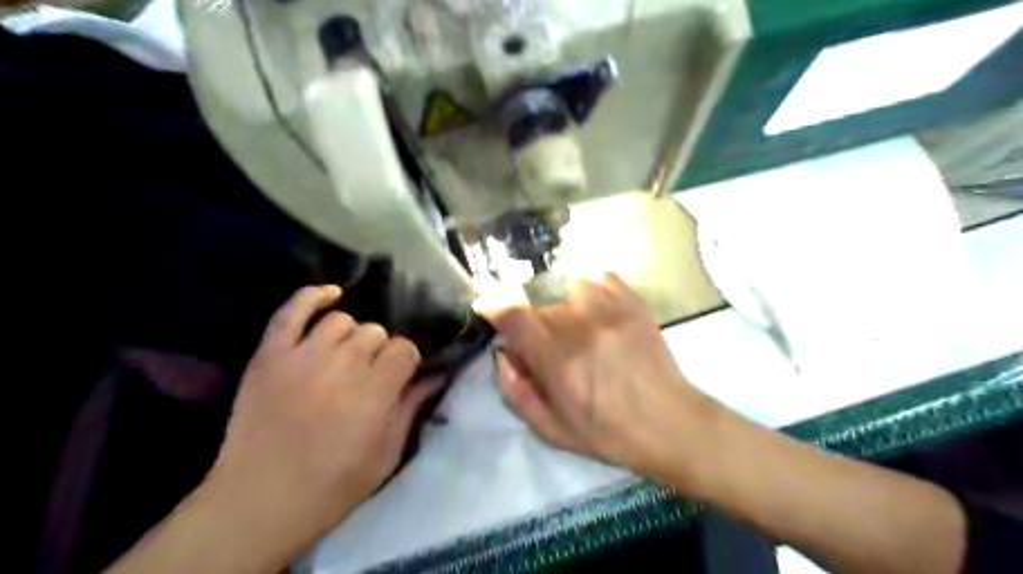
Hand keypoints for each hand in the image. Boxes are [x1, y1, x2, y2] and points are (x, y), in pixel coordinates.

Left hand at [200, 288, 439, 559]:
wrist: (260, 501)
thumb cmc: (333, 485)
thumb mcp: (386, 454)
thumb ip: (411, 408)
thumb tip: (435, 376)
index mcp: (374, 392)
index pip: (404, 350)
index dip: (406, 362)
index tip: (399, 376)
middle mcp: (342, 366)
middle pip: (375, 333)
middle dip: (379, 352)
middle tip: (369, 374)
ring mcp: (302, 356)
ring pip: (342, 321)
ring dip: (350, 336)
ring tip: (344, 356)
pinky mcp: (269, 355)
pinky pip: (292, 311)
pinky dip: (313, 296)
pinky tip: (331, 295)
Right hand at [480, 273, 718, 484]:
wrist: (669, 423)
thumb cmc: (607, 433)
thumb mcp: (550, 429)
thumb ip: (515, 391)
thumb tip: (502, 353)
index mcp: (558, 359)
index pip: (513, 312)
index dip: (492, 304)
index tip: (488, 311)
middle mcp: (581, 325)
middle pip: (534, 295)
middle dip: (524, 312)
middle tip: (533, 335)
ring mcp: (609, 307)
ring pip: (560, 282)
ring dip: (549, 297)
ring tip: (560, 320)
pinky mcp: (630, 300)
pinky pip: (593, 274)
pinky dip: (578, 283)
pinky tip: (583, 303)